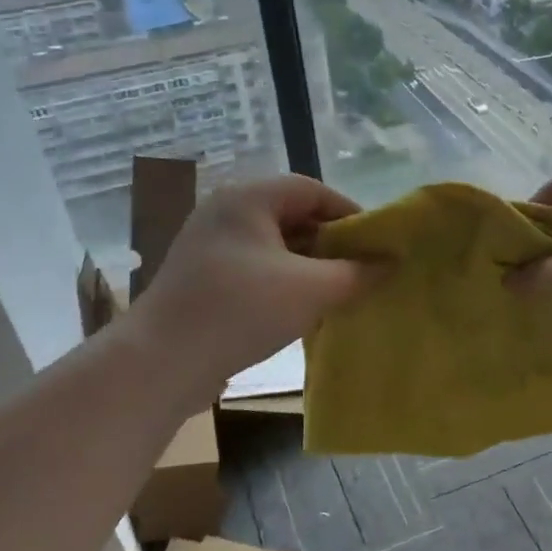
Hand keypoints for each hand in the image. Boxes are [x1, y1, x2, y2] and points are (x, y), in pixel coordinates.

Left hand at [125, 176, 371, 400]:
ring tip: (337, 292)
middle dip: (330, 242)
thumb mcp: (311, 289)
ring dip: (308, 265)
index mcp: (248, 198)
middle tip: (360, 269)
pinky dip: (283, 281)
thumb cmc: (241, 310)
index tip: (376, 243)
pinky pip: (255, 268)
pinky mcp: (202, 277)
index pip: (312, 189)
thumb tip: (389, 263)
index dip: (349, 212)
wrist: (162, 361)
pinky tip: (300, 309)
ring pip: (274, 245)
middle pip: (292, 215)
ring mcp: (209, 245)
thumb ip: (356, 273)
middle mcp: (225, 212)